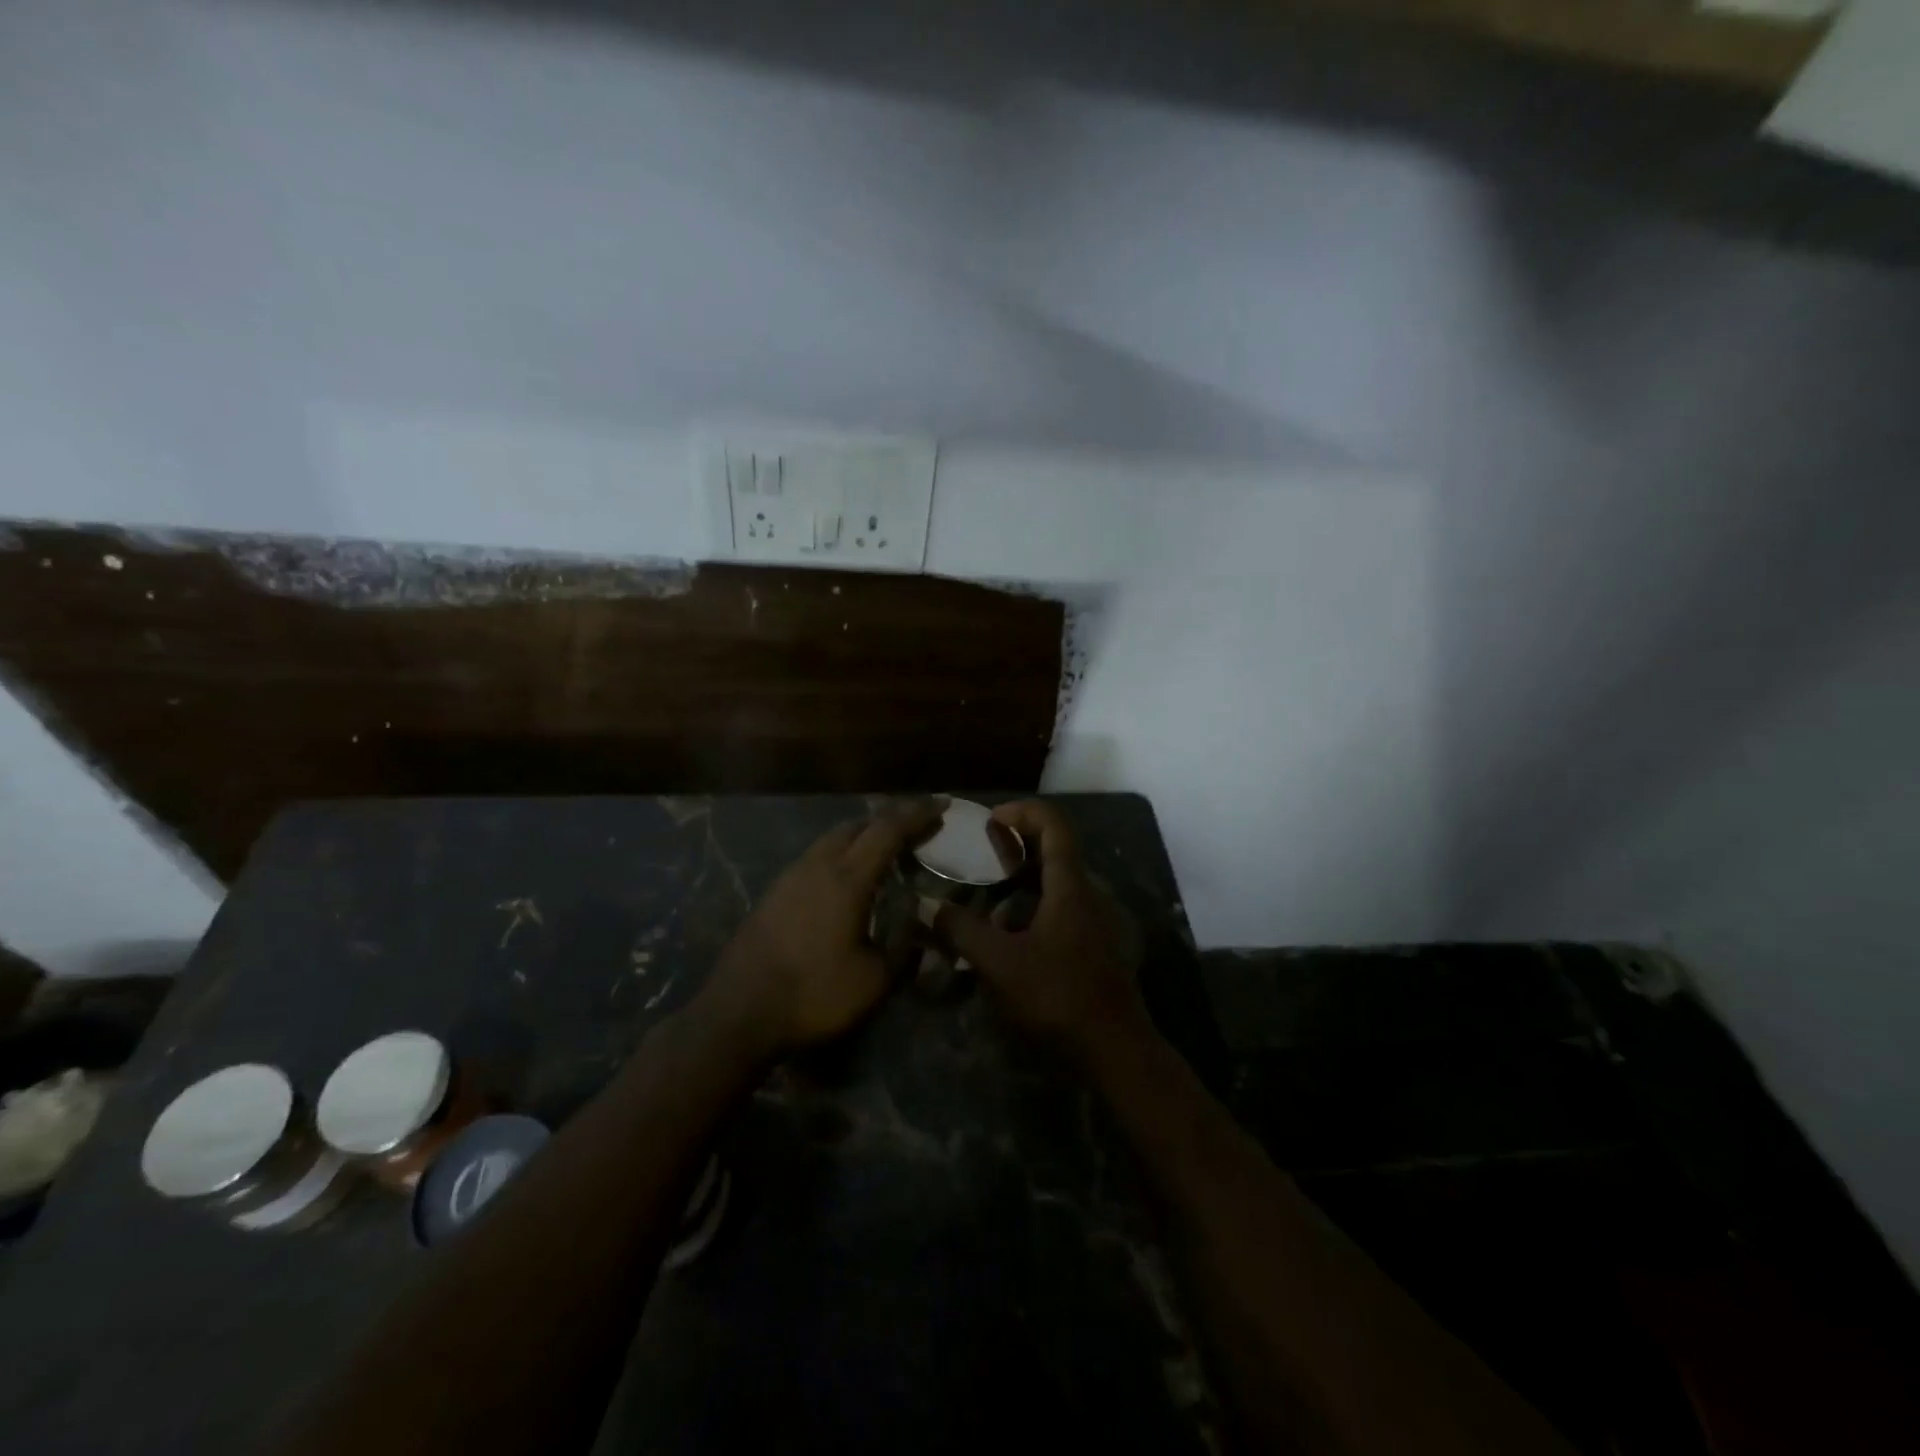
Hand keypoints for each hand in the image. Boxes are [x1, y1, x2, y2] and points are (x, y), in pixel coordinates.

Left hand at [702, 800, 942, 1059]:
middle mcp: (817, 865)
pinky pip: (815, 858)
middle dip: (890, 821)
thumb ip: (905, 946)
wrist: (738, 1014)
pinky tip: (846, 881)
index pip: (888, 830)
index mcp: (847, 879)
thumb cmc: (813, 995)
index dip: (918, 815)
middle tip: (917, 831)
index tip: (943, 805)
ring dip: (862, 837)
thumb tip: (922, 921)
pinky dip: (840, 855)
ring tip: (885, 854)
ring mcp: (790, 877)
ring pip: (832, 839)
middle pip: (857, 825)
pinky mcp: (773, 893)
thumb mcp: (874, 980)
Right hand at [935, 800, 1147, 1063]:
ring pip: (1054, 883)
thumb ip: (961, 931)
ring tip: (982, 897)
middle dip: (1014, 847)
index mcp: (1070, 886)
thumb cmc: (1058, 998)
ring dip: (1020, 881)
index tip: (989, 821)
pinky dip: (1030, 908)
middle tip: (977, 856)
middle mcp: (1086, 895)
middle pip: (1053, 851)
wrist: (1114, 1052)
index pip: (1054, 825)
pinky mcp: (1091, 946)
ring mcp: (1092, 922)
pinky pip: (1058, 909)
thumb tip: (925, 905)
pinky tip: (1003, 935)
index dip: (1022, 812)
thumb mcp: (1000, 964)